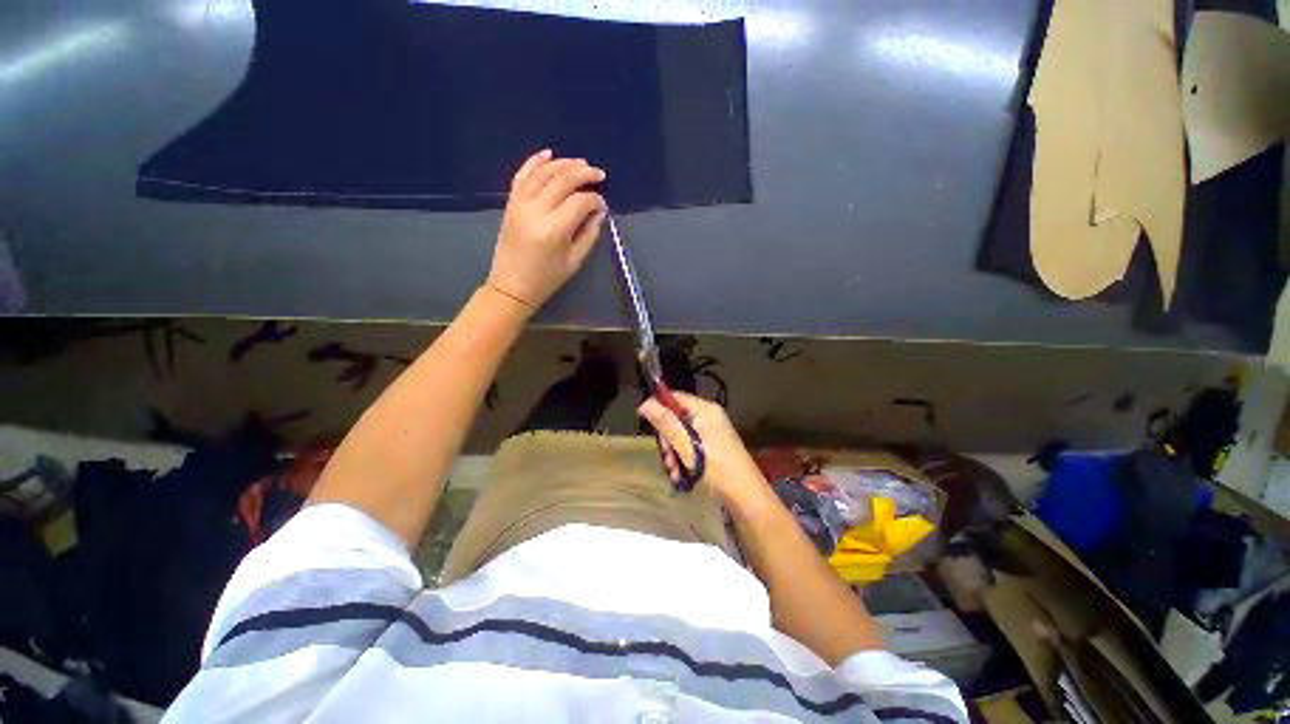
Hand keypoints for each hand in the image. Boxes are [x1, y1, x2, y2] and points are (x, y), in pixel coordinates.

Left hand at [487, 149, 607, 309]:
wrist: (511, 286)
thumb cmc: (546, 279)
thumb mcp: (574, 261)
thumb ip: (589, 234)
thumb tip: (599, 211)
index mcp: (554, 230)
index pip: (580, 202)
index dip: (595, 200)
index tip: (603, 205)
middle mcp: (535, 210)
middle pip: (562, 180)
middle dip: (584, 173)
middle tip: (599, 173)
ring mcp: (520, 204)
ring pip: (543, 172)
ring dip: (563, 164)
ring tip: (580, 163)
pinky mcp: (511, 203)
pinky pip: (522, 175)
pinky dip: (535, 161)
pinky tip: (549, 153)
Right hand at [637, 392, 771, 508]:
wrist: (745, 496)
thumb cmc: (715, 467)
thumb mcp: (686, 445)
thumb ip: (665, 423)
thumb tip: (644, 403)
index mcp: (705, 410)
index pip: (675, 397)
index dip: (658, 407)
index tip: (645, 423)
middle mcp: (709, 416)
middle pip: (677, 417)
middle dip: (667, 438)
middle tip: (667, 457)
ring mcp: (712, 431)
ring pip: (682, 434)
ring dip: (674, 452)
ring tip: (674, 471)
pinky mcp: (713, 446)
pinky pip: (691, 445)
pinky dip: (684, 458)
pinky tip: (681, 475)